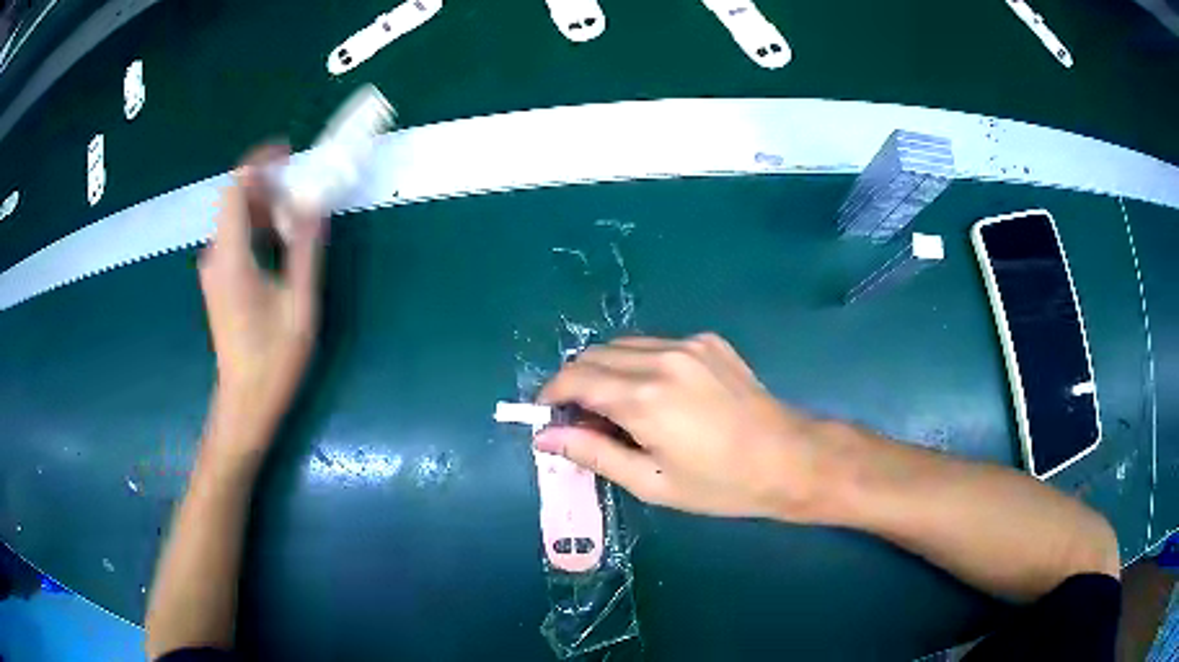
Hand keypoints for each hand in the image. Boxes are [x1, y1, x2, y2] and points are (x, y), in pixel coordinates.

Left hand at [198, 144, 326, 463]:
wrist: (245, 403)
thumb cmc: (273, 359)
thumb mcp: (299, 304)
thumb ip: (304, 249)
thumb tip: (314, 203)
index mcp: (231, 258)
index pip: (235, 189)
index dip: (260, 162)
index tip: (288, 153)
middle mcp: (216, 257)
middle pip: (236, 201)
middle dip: (269, 184)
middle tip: (304, 188)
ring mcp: (214, 270)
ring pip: (237, 220)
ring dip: (266, 208)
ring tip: (298, 215)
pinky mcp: (219, 281)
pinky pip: (237, 239)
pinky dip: (259, 228)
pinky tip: (281, 242)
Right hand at [535, 334, 834, 520]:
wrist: (787, 458)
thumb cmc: (719, 484)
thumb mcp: (651, 481)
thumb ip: (593, 453)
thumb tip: (545, 437)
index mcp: (644, 398)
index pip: (574, 379)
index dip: (552, 395)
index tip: (547, 416)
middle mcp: (661, 359)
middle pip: (594, 355)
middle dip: (575, 382)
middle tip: (581, 420)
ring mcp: (688, 344)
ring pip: (623, 346)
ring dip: (606, 371)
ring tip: (618, 409)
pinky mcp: (708, 341)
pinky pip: (656, 345)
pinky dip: (639, 364)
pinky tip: (658, 395)